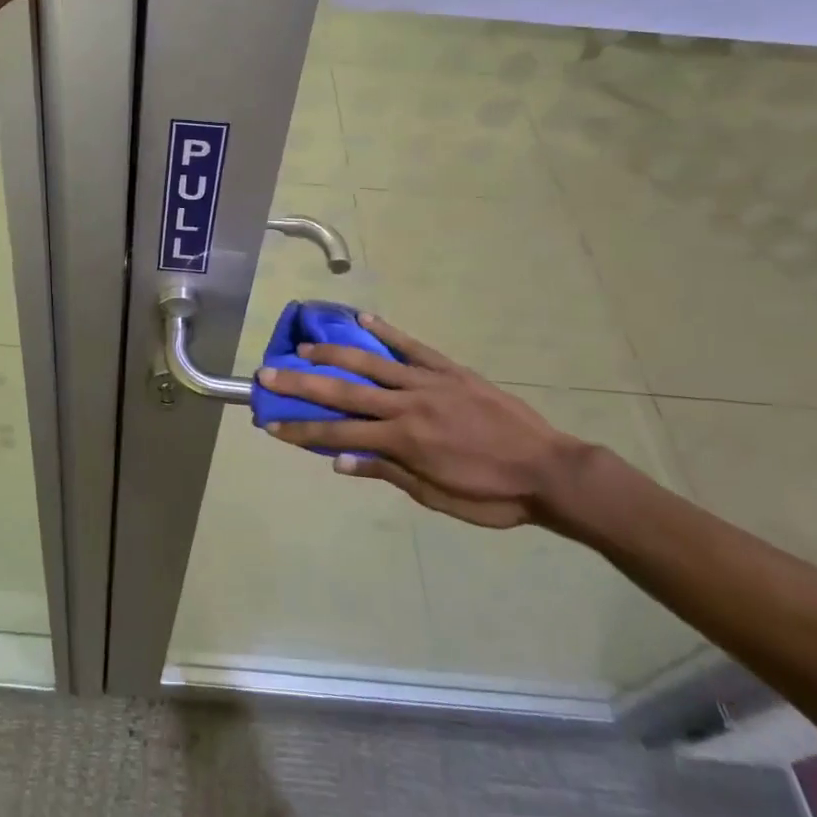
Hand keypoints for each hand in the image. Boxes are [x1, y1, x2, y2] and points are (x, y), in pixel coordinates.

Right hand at [256, 315, 591, 528]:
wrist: (549, 470)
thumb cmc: (491, 495)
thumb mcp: (437, 499)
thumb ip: (387, 473)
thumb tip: (339, 460)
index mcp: (402, 441)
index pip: (338, 434)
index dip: (301, 430)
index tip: (270, 423)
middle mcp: (407, 405)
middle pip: (343, 391)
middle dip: (301, 383)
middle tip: (268, 372)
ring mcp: (428, 382)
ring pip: (371, 362)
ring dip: (333, 354)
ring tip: (304, 346)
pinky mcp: (450, 369)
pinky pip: (412, 346)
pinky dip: (387, 331)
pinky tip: (363, 318)